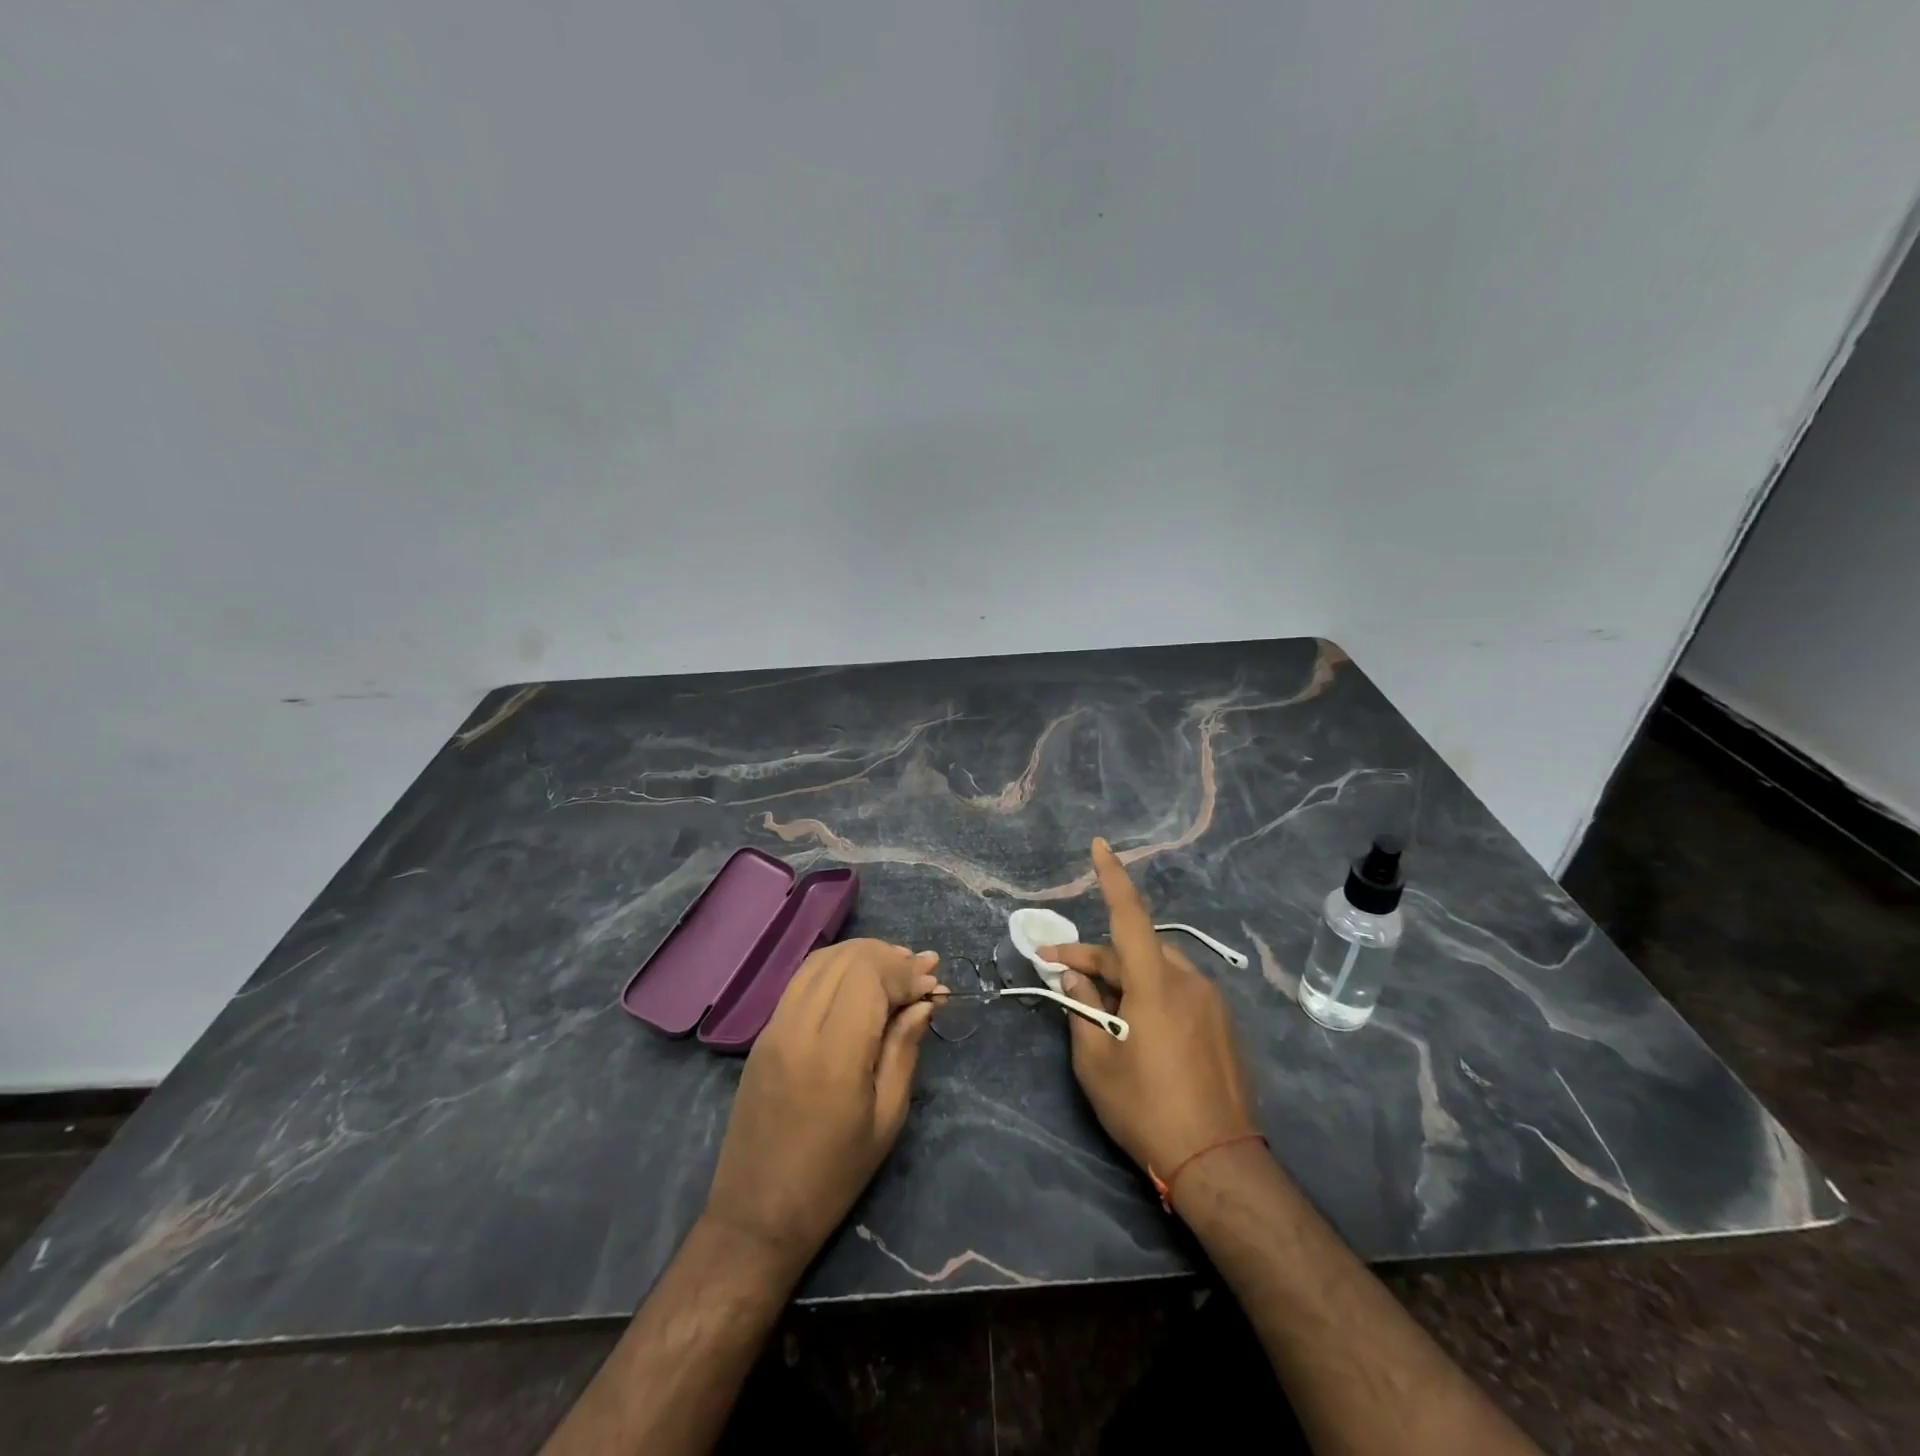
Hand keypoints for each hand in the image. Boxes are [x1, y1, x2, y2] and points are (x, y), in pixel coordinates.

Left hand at [703, 939, 940, 1272]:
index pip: (870, 976)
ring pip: (821, 961)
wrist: (757, 1214)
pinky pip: (801, 979)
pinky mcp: (763, 1034)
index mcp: (834, 1052)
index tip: (933, 981)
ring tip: (895, 966)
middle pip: (846, 959)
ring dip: (861, 955)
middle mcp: (798, 1026)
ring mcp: (774, 1026)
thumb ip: (904, 1050)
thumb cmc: (833, 1176)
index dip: (905, 971)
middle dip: (888, 955)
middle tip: (922, 969)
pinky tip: (858, 980)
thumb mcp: (886, 1119)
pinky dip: (835, 967)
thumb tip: (924, 1001)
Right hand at [1044, 839, 1258, 1186]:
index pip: (1130, 915)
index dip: (1112, 877)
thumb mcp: (1097, 1060)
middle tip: (1059, 970)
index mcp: (1156, 983)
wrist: (1218, 1162)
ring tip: (1099, 1008)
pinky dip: (1150, 994)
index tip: (1100, 845)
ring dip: (1124, 978)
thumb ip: (1082, 1007)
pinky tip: (1137, 1027)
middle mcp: (1188, 980)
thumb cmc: (1146, 1108)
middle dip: (1095, 957)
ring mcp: (1211, 1001)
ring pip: (1157, 970)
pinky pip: (1179, 991)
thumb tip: (1073, 974)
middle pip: (1134, 951)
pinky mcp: (1223, 1023)